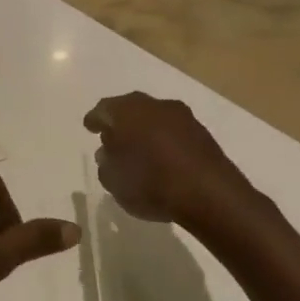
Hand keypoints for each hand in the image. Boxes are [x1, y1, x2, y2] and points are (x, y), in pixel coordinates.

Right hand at [84, 93, 269, 236]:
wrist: (209, 194)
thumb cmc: (150, 184)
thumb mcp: (112, 180)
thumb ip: (106, 162)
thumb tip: (109, 151)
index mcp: (126, 112)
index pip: (103, 110)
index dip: (95, 120)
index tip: (90, 128)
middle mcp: (153, 106)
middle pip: (131, 108)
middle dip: (120, 120)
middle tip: (111, 135)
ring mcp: (182, 117)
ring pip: (154, 117)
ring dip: (145, 129)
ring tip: (138, 148)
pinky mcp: (203, 133)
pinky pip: (174, 131)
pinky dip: (164, 139)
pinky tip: (162, 156)